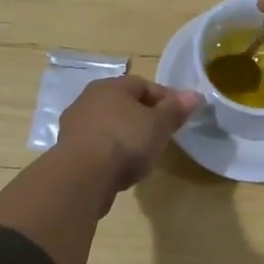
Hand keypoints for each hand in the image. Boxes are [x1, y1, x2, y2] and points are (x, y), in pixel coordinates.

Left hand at [55, 75, 200, 194]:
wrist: (82, 177)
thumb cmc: (126, 141)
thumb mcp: (159, 125)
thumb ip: (176, 109)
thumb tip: (195, 95)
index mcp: (111, 86)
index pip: (144, 85)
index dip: (166, 99)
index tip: (181, 116)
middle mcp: (88, 99)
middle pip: (124, 104)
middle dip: (145, 117)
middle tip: (163, 135)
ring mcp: (75, 126)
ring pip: (110, 125)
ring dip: (127, 135)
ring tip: (144, 154)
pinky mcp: (68, 151)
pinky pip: (98, 145)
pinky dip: (112, 152)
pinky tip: (122, 167)